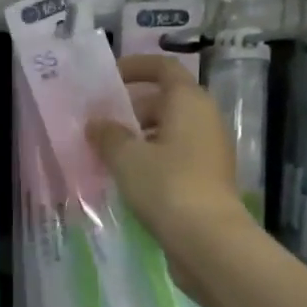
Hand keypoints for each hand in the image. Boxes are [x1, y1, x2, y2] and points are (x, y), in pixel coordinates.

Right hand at [86, 54, 256, 261]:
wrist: (208, 239)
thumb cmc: (166, 186)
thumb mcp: (127, 158)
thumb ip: (108, 135)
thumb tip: (96, 124)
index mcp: (189, 102)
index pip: (163, 68)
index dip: (136, 67)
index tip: (108, 79)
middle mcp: (204, 119)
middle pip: (165, 102)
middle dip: (131, 109)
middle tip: (100, 125)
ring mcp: (209, 151)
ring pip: (169, 132)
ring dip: (139, 138)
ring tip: (107, 155)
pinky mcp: (208, 178)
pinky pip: (174, 157)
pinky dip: (151, 160)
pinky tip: (128, 180)